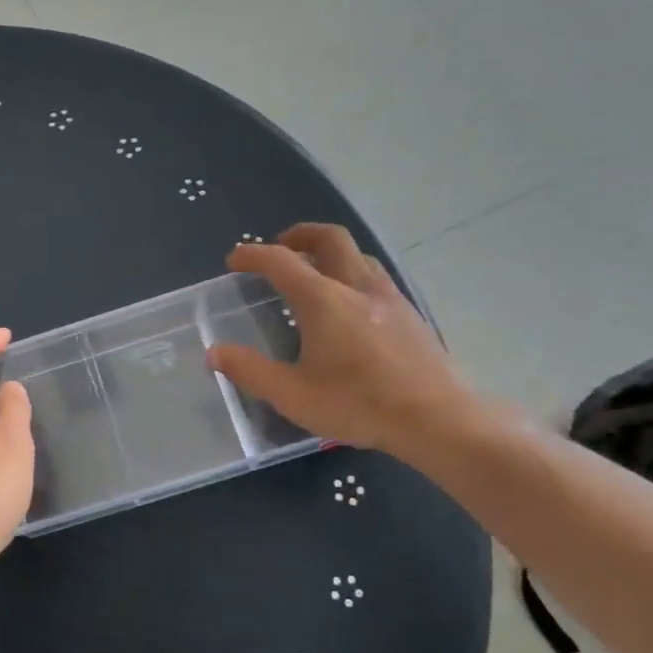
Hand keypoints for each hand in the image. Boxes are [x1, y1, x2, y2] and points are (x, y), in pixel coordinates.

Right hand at [207, 224, 479, 459]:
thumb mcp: (292, 395)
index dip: (253, 255)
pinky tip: (351, 304)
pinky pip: (376, 276)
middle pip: (330, 238)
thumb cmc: (358, 404)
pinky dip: (353, 273)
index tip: (235, 260)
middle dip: (300, 235)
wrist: (437, 418)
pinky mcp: (410, 315)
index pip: (281, 261)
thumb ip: (250, 371)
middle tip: (280, 246)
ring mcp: (390, 298)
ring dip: (330, 252)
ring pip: (358, 254)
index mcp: (323, 300)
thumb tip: (215, 352)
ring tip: (314, 271)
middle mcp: (357, 287)